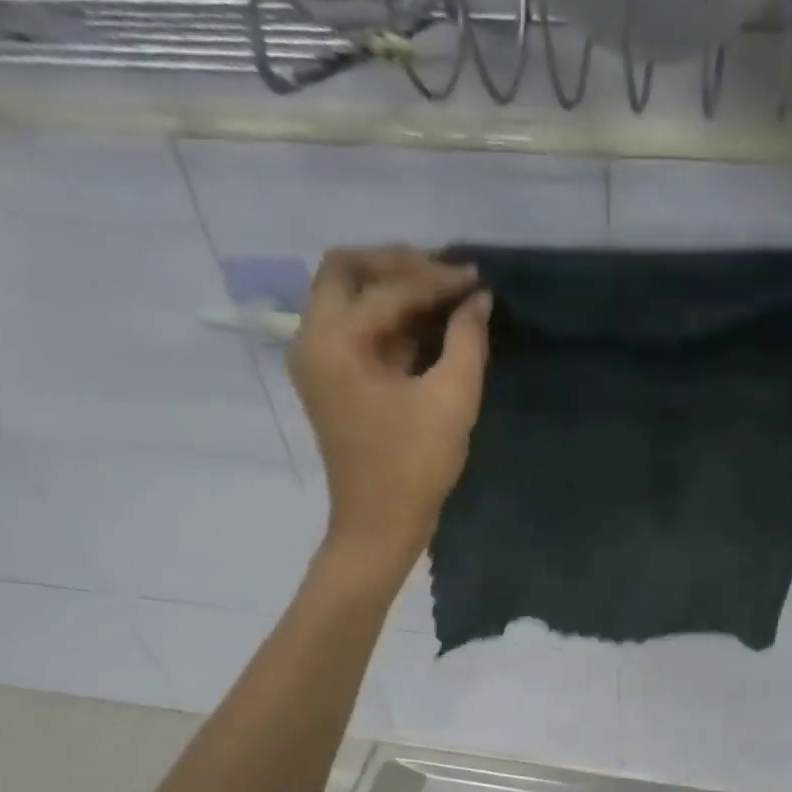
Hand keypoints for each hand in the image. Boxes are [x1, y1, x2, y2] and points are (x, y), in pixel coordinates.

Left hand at [290, 247, 490, 573]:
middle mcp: (313, 341)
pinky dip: (390, 319)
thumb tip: (478, 301)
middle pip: (345, 272)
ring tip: (444, 296)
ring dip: (393, 290)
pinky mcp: (333, 381)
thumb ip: (467, 342)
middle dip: (397, 265)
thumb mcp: (451, 401)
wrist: (380, 526)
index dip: (436, 280)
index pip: (386, 288)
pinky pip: (356, 330)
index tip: (478, 281)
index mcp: (334, 342)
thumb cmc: (413, 466)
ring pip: (347, 298)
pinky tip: (430, 327)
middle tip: (445, 277)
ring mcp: (319, 361)